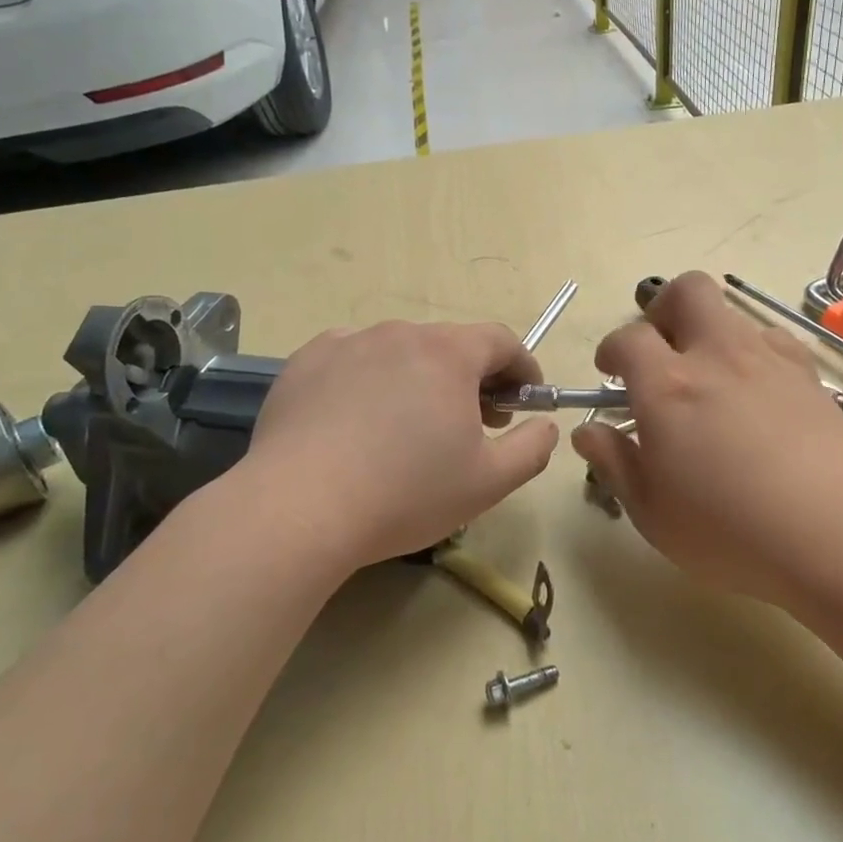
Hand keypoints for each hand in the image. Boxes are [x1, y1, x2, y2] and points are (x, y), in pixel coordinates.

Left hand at [237, 320, 559, 571]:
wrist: (297, 508)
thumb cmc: (405, 493)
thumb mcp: (489, 482)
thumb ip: (533, 448)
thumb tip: (545, 425)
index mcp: (448, 353)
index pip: (501, 340)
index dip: (522, 367)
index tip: (524, 400)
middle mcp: (398, 333)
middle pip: (450, 345)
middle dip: (472, 378)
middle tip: (473, 423)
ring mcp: (346, 343)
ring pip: (400, 352)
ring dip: (420, 379)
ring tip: (411, 427)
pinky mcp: (304, 362)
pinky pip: (353, 360)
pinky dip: (370, 381)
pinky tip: (359, 422)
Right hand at [571, 272, 842, 606]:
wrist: (832, 533)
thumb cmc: (727, 530)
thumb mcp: (651, 510)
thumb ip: (614, 462)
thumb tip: (586, 431)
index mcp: (668, 387)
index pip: (628, 337)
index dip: (612, 349)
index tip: (610, 371)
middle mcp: (717, 356)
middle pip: (687, 290)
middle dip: (663, 308)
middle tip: (660, 349)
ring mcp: (769, 360)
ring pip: (733, 315)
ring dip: (711, 334)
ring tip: (711, 381)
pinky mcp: (809, 376)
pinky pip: (774, 341)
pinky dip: (754, 354)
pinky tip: (757, 394)